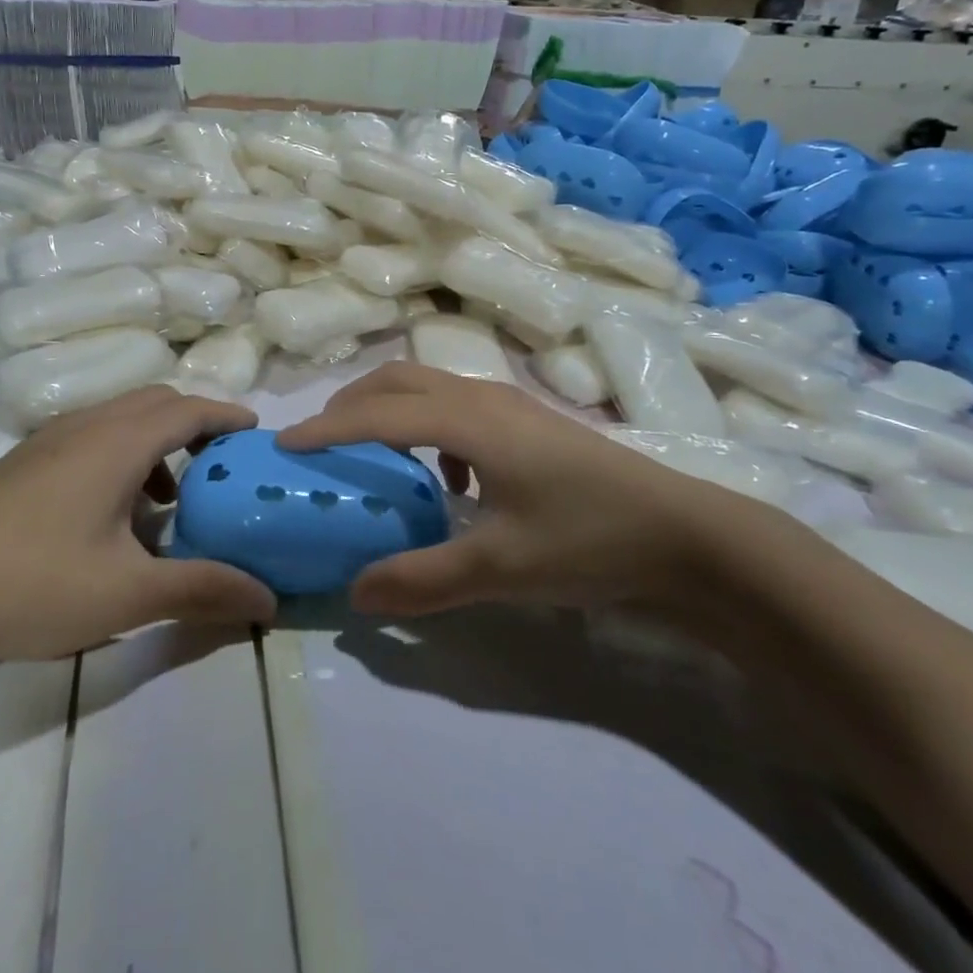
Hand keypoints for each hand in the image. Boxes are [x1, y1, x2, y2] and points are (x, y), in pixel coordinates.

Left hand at [0, 387, 277, 670]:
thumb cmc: (31, 583)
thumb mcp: (127, 594)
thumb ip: (202, 589)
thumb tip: (268, 600)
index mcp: (116, 442)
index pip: (188, 409)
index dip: (227, 416)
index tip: (256, 434)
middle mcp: (84, 426)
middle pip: (155, 402)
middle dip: (196, 424)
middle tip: (221, 465)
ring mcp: (47, 440)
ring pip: (119, 418)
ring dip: (157, 441)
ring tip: (171, 498)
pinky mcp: (22, 462)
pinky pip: (91, 436)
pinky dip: (123, 454)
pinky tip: (113, 513)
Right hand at [278, 362, 762, 617]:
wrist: (687, 533)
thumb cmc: (589, 540)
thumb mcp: (501, 569)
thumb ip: (423, 580)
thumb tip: (354, 592)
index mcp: (469, 421)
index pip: (378, 415)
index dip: (326, 428)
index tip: (285, 444)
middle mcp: (482, 397)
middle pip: (397, 380)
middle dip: (350, 403)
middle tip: (318, 441)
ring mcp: (509, 403)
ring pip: (427, 385)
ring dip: (386, 408)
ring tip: (367, 451)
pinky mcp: (528, 420)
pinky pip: (456, 404)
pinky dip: (426, 425)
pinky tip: (444, 477)